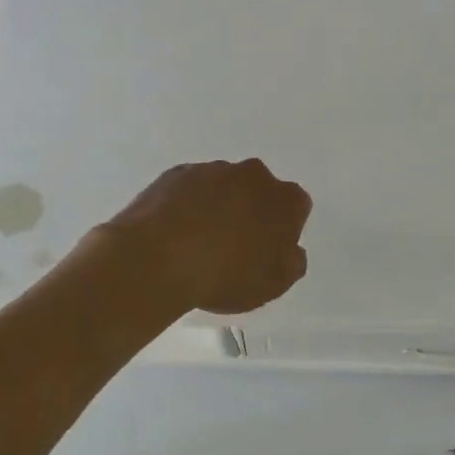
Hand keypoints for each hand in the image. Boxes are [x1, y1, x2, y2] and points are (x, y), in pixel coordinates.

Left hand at [103, 159, 312, 314]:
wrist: (158, 259)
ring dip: (218, 207)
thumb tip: (290, 249)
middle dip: (251, 213)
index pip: (296, 208)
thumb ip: (292, 262)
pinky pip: (190, 189)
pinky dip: (188, 205)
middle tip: (235, 247)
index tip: (268, 251)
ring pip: (223, 188)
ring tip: (198, 244)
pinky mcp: (176, 173)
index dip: (284, 230)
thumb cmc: (227, 275)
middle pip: (259, 192)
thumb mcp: (274, 284)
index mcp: (285, 199)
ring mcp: (212, 170)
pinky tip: (175, 234)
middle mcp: (253, 175)